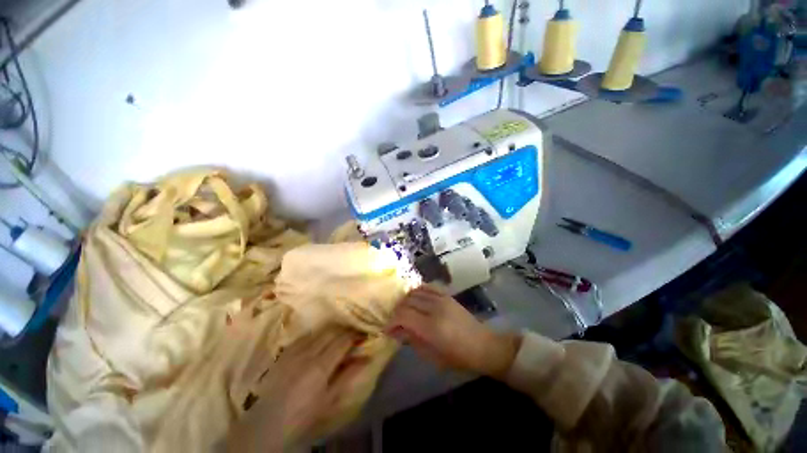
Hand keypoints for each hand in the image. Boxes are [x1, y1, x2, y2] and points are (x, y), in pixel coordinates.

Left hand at [227, 326, 368, 452]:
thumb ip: (348, 375)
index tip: (363, 333)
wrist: (267, 424)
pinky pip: (304, 336)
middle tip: (353, 332)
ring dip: (332, 330)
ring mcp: (294, 351)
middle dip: (345, 329)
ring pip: (318, 331)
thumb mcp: (330, 400)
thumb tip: (366, 358)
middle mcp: (308, 354)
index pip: (342, 341)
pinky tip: (319, 339)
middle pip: (331, 332)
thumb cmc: (303, 415)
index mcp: (320, 367)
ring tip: (339, 334)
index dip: (354, 335)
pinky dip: (316, 334)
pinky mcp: (284, 352)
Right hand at [386, 285, 519, 378]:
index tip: (387, 329)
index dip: (392, 321)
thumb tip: (396, 331)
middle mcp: (435, 308)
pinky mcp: (447, 295)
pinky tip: (415, 298)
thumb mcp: (432, 356)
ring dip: (405, 301)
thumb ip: (412, 340)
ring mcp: (441, 299)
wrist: (483, 345)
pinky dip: (417, 291)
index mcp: (431, 327)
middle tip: (395, 321)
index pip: (403, 315)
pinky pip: (427, 287)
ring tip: (404, 311)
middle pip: (407, 301)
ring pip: (415, 292)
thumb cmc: (458, 357)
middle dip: (397, 311)